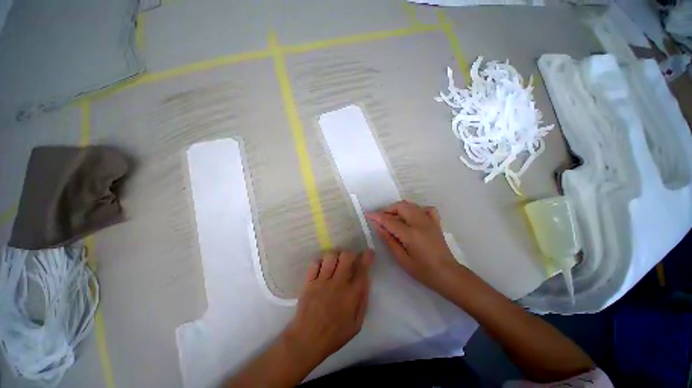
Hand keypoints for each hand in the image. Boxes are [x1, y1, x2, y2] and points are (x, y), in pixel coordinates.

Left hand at [283, 250, 374, 365]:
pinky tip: (321, 269)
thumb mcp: (356, 324)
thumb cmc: (334, 335)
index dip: (368, 257)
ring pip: (330, 256)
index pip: (362, 270)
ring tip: (335, 263)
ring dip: (335, 256)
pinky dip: (319, 263)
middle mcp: (338, 283)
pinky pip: (315, 263)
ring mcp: (322, 281)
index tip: (369, 251)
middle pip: (346, 257)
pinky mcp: (309, 282)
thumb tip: (366, 281)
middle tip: (349, 259)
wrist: (307, 340)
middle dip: (350, 254)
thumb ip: (363, 301)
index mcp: (351, 294)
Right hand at [366, 201, 459, 289]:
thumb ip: (389, 240)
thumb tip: (378, 226)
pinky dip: (416, 209)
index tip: (367, 214)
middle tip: (381, 219)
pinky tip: (412, 218)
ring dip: (399, 209)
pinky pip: (425, 208)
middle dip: (388, 209)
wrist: (448, 274)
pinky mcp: (435, 222)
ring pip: (411, 205)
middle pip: (401, 206)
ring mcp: (430, 221)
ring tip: (393, 219)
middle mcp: (420, 223)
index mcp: (411, 234)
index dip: (377, 216)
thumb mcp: (402, 259)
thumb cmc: (423, 271)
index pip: (389, 220)